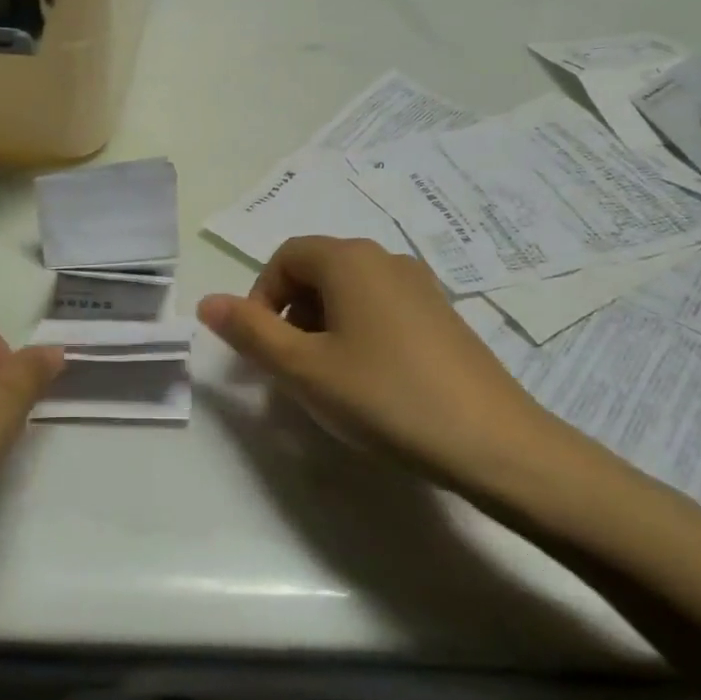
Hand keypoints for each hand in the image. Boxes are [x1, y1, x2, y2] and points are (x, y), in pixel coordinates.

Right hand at [198, 237, 559, 495]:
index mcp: (349, 260)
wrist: (493, 442)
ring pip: (350, 293)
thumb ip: (250, 332)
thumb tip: (207, 302)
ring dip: (322, 326)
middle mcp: (386, 260)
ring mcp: (421, 286)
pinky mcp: (443, 316)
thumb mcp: (303, 369)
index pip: (285, 257)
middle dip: (290, 314)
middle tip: (291, 368)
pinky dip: (358, 334)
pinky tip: (371, 383)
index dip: (261, 297)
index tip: (262, 347)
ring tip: (328, 380)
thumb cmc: (383, 396)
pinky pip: (382, 310)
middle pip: (317, 271)